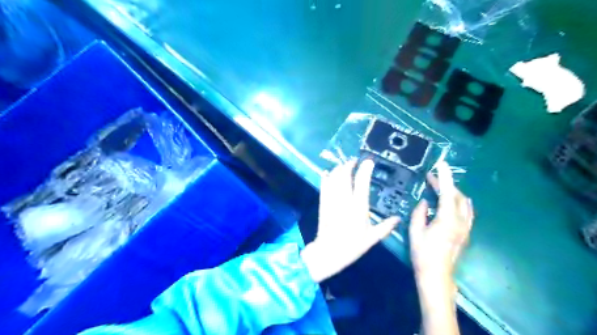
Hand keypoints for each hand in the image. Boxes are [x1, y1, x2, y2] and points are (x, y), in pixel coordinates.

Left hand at [300, 159, 396, 282]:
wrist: (328, 252)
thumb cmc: (352, 246)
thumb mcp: (372, 238)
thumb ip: (385, 226)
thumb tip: (398, 219)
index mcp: (358, 206)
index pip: (361, 181)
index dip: (365, 169)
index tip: (369, 161)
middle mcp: (344, 199)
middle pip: (344, 174)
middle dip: (350, 164)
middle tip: (355, 161)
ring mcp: (331, 200)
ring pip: (333, 177)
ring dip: (339, 168)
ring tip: (345, 165)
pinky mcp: (323, 202)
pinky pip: (323, 185)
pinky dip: (326, 177)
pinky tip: (328, 172)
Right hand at [408, 161, 473, 281]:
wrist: (437, 275)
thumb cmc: (423, 253)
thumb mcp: (415, 231)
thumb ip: (420, 213)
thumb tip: (425, 202)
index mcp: (447, 220)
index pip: (448, 193)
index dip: (444, 177)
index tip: (441, 164)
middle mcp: (461, 221)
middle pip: (458, 196)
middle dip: (446, 184)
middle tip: (431, 178)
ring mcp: (466, 228)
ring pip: (465, 203)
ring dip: (453, 192)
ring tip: (440, 188)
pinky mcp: (466, 233)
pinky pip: (466, 211)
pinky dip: (458, 202)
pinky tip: (449, 203)